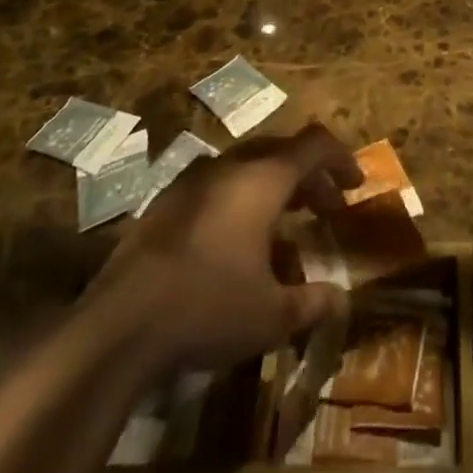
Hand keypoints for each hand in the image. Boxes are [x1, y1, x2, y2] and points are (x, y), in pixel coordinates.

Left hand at [79, 123, 364, 373]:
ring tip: (286, 223)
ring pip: (247, 166)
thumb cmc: (207, 308)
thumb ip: (312, 302)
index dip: (341, 159)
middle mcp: (231, 167)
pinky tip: (235, 241)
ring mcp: (193, 180)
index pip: (314, 145)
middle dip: (310, 177)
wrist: (117, 327)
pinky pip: (217, 185)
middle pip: (282, 153)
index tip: (355, 184)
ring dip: (275, 187)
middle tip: (326, 209)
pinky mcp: (165, 202)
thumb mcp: (271, 315)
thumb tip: (342, 300)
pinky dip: (240, 199)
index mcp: (263, 179)